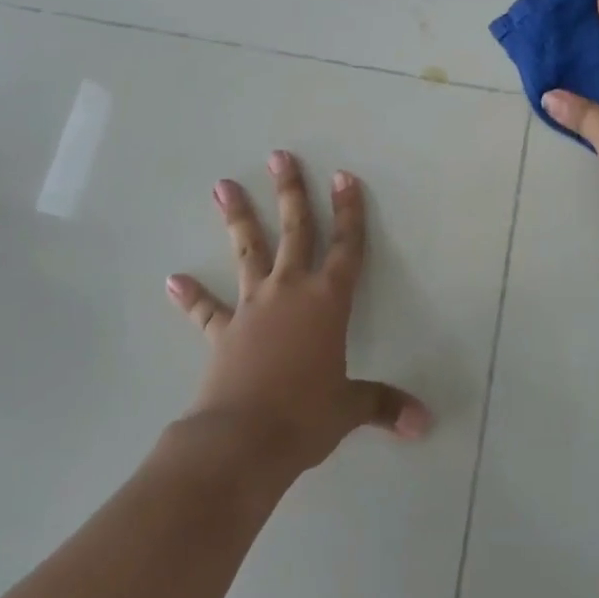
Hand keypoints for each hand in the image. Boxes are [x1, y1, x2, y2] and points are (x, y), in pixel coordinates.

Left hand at [165, 151, 432, 474]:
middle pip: (294, 230)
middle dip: (290, 191)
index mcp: (328, 301)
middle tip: (279, 156)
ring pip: (248, 252)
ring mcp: (253, 307)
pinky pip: (207, 310)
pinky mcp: (223, 332)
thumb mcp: (348, 408)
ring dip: (237, 218)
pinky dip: (192, 297)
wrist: (242, 441)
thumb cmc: (305, 416)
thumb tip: (426, 424)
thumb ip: (384, 405)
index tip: (343, 176)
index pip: (345, 247)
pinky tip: (172, 281)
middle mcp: (290, 291)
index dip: (348, 211)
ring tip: (221, 185)